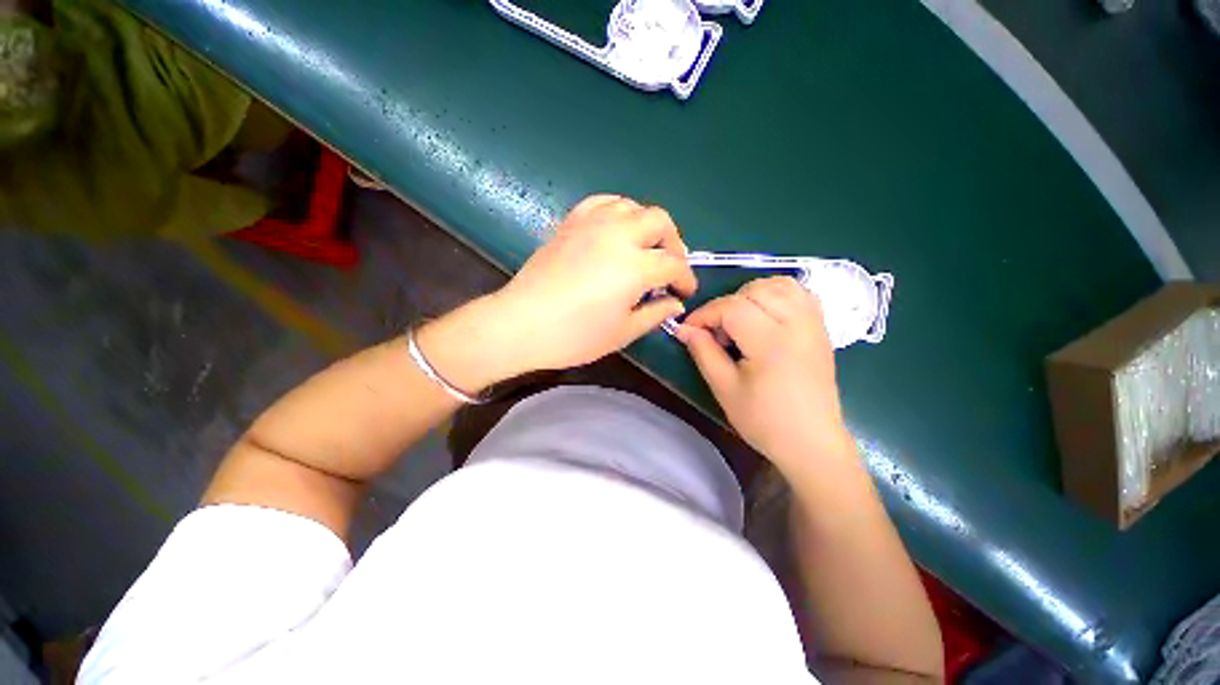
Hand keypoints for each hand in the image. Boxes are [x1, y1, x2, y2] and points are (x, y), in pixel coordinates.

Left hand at [420, 195, 696, 389]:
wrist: (521, 324)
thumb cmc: (574, 336)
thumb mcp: (622, 333)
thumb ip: (655, 314)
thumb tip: (674, 304)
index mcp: (634, 267)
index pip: (674, 264)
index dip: (686, 279)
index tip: (684, 292)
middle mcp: (618, 235)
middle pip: (660, 222)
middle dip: (673, 243)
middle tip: (669, 267)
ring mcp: (592, 224)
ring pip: (633, 206)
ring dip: (647, 225)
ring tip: (644, 247)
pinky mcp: (571, 223)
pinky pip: (602, 203)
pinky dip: (618, 212)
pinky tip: (616, 230)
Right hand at [676, 277, 853, 473]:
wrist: (812, 443)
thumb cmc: (765, 421)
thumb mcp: (724, 388)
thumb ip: (703, 352)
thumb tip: (684, 329)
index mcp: (771, 342)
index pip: (731, 308)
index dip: (704, 314)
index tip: (689, 329)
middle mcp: (797, 324)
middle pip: (754, 290)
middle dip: (726, 304)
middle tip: (717, 332)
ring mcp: (813, 324)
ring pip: (780, 285)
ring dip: (751, 294)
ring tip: (739, 319)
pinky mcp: (821, 329)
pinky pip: (800, 293)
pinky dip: (777, 294)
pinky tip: (765, 314)